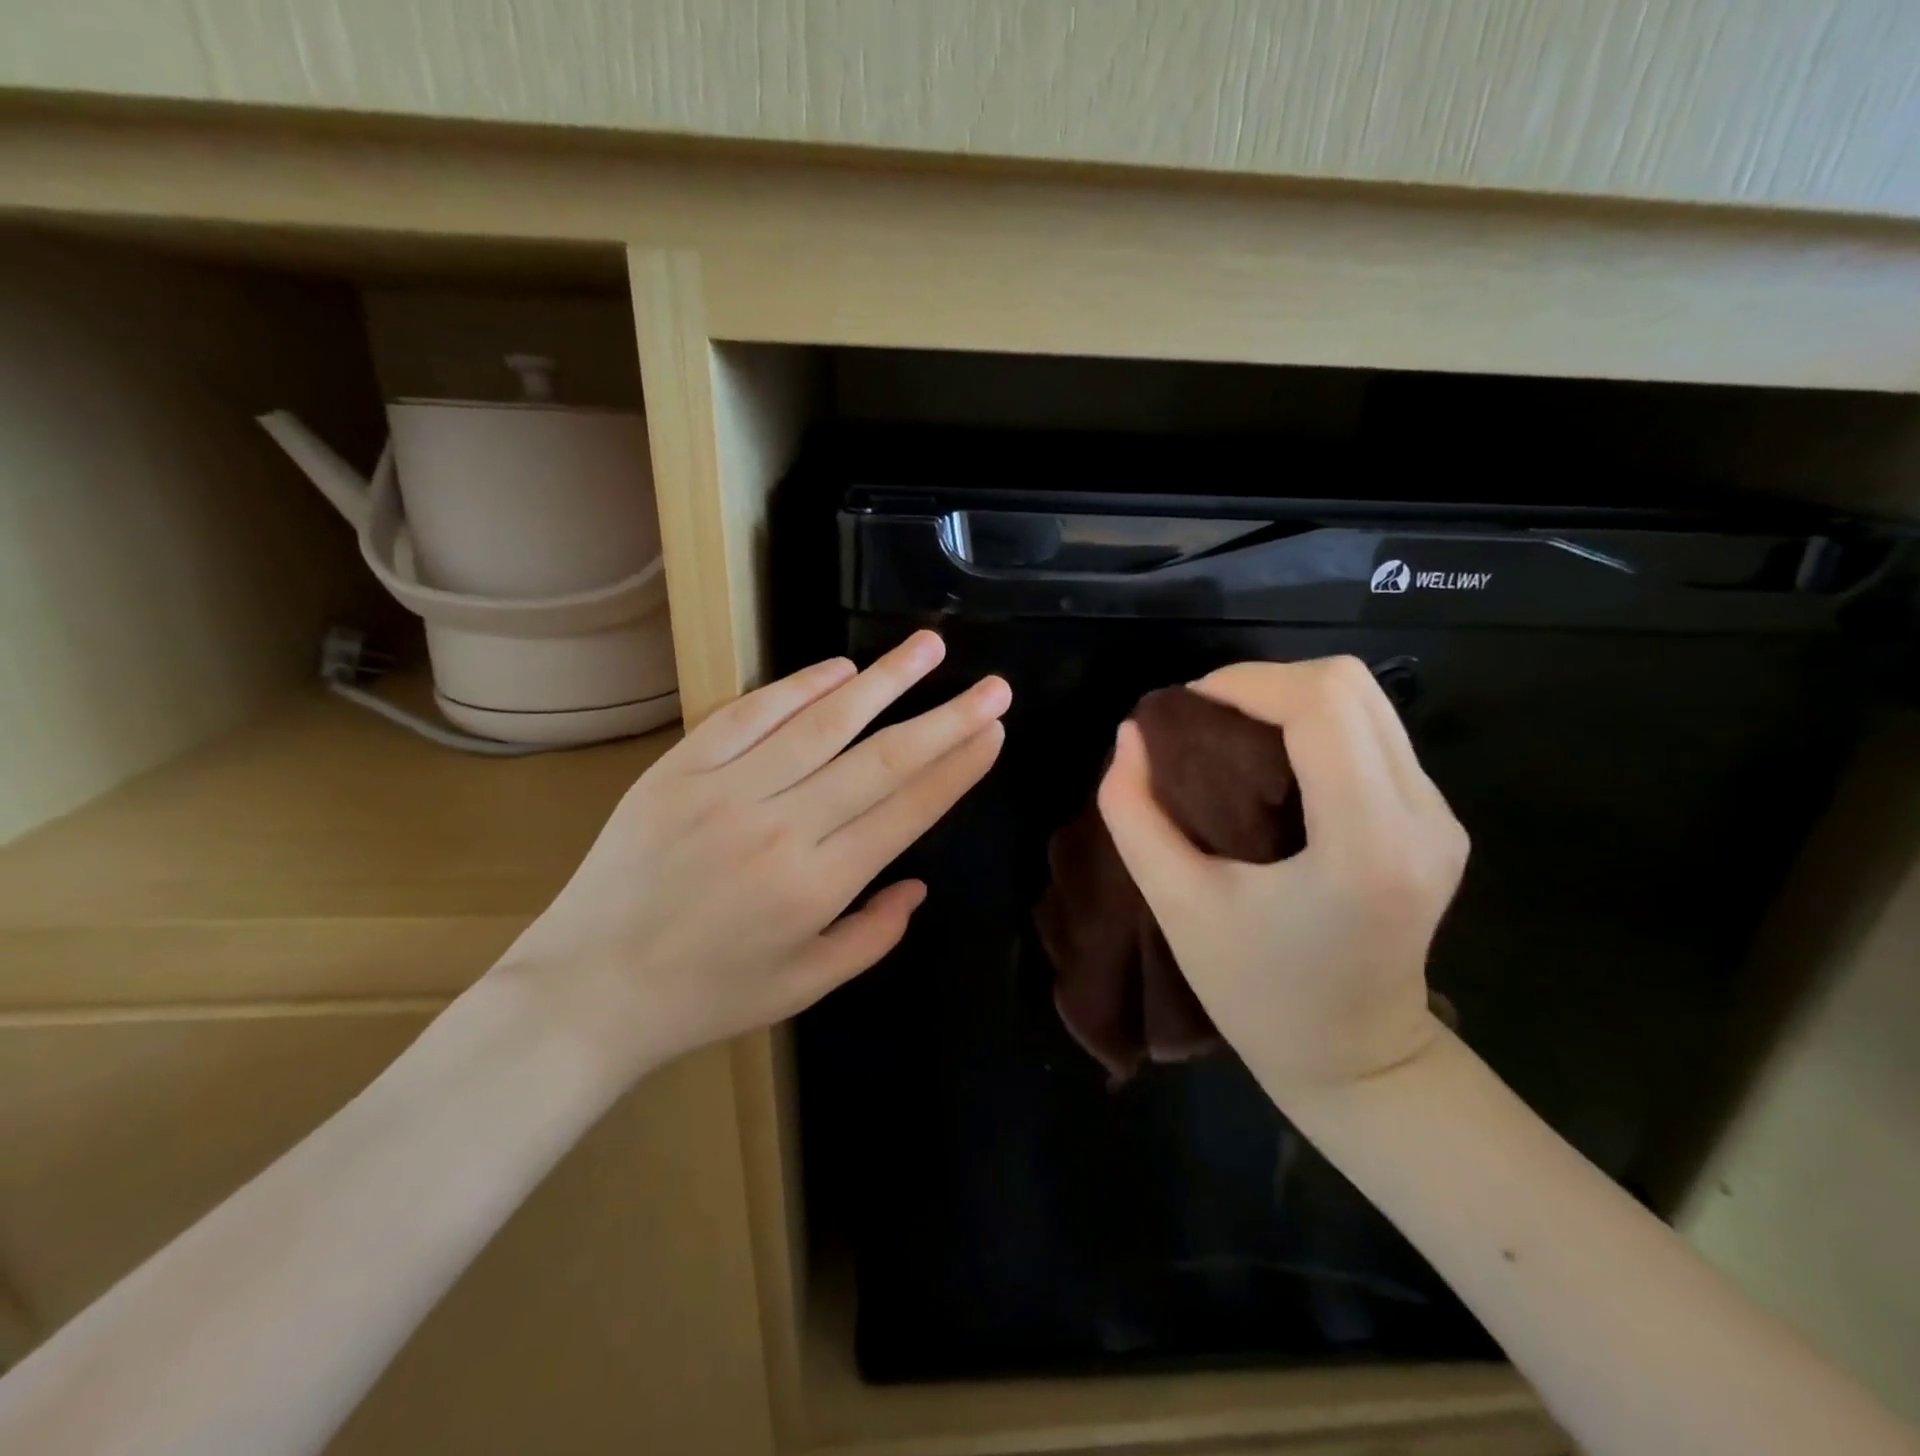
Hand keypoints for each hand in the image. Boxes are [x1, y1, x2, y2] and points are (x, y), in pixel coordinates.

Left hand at [495, 631, 1008, 1079]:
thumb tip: (919, 885)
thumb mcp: (804, 985)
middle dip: (946, 718)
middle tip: (992, 685)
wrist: (588, 989)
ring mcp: (727, 791)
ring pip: (823, 723)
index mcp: (818, 886)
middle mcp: (782, 828)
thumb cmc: (706, 997)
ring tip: (928, 648)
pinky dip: (799, 687)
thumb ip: (873, 935)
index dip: (958, 767)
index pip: (908, 810)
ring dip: (883, 681)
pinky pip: (750, 715)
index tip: (993, 730)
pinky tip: (840, 668)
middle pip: (882, 759)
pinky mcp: (680, 770)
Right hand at [1096, 656, 1466, 1099]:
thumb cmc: (1257, 993)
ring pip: (1367, 701)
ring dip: (1290, 700)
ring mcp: (1441, 817)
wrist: (1356, 1060)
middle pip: (1351, 685)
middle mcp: (1422, 817)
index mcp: (1364, 845)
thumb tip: (1131, 734)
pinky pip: (1374, 733)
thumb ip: (1135, 813)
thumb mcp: (1176, 905)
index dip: (1246, 682)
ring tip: (1231, 735)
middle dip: (1265, 682)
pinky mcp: (1438, 820)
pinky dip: (1315, 725)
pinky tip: (1275, 763)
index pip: (1321, 705)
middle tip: (1204, 719)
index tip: (1186, 707)